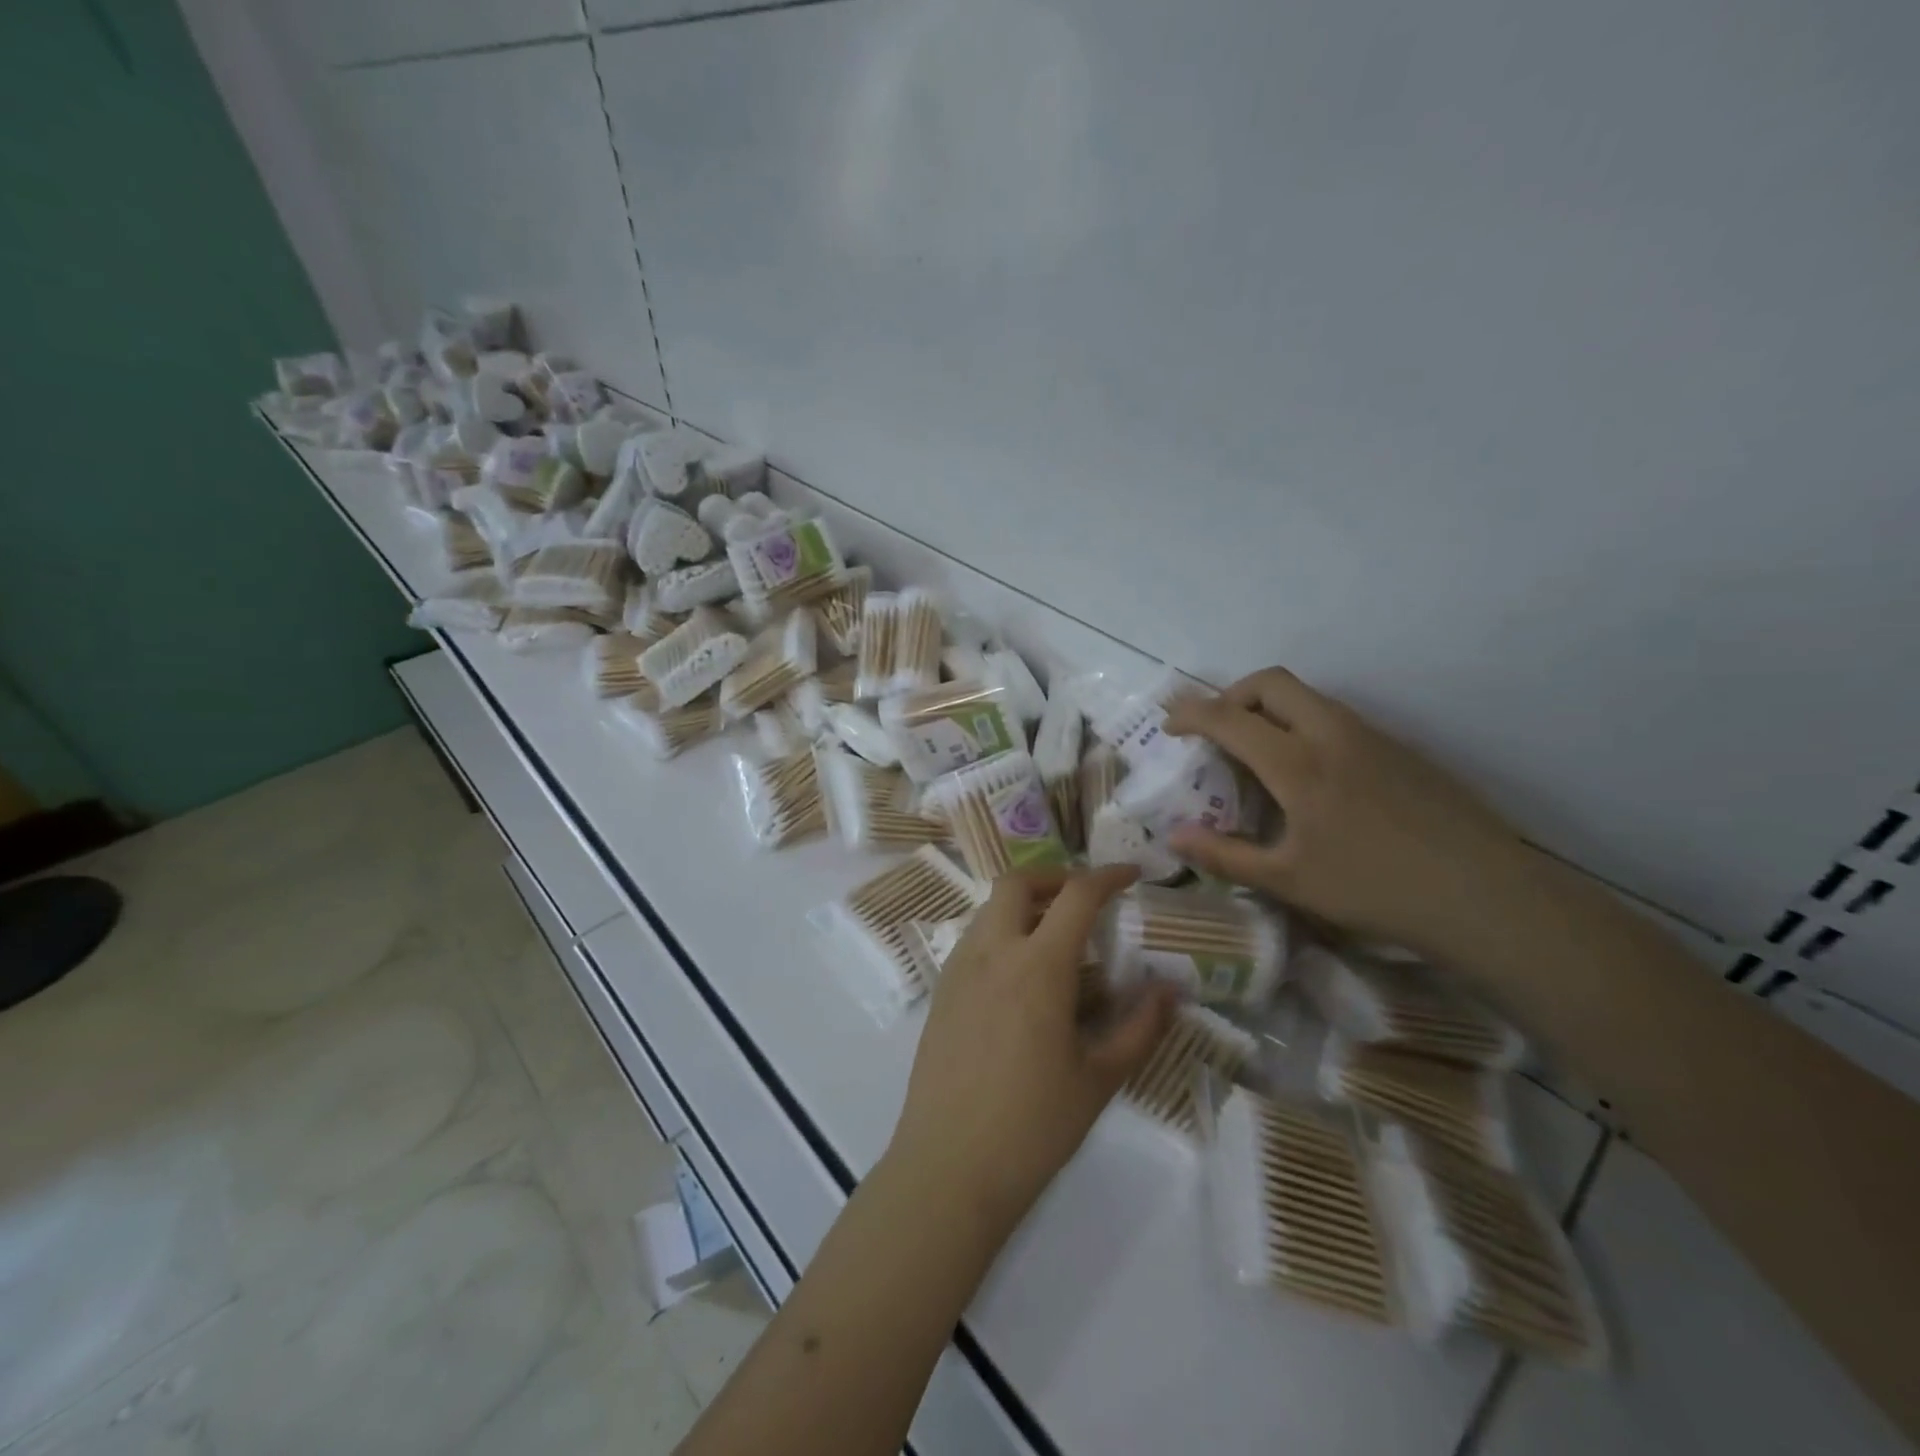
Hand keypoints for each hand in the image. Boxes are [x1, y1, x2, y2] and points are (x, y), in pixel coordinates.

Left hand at [886, 866, 1177, 1238]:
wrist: (949, 1166)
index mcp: (1038, 966)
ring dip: (1025, 905)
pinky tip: (1022, 978)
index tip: (1132, 875)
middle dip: (1055, 879)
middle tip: (1085, 902)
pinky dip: (1002, 933)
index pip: (1076, 895)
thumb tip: (1170, 990)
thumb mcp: (1100, 1079)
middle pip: (1018, 883)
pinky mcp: (940, 990)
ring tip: (1057, 942)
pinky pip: (974, 939)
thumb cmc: (1034, 1126)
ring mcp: (959, 968)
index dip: (1108, 876)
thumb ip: (1140, 1027)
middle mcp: (993, 952)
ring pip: (990, 908)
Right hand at [1163, 667, 1535, 959]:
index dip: (1190, 714)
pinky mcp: (1400, 748)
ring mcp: (1372, 736)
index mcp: (1298, 763)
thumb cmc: (1374, 888)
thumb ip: (1224, 855)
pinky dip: (1304, 726)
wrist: (1483, 894)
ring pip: (1308, 697)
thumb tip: (1172, 838)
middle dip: (1231, 695)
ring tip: (1259, 755)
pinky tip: (1312, 777)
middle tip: (1216, 730)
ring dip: (1270, 709)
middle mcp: (1332, 733)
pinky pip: (1337, 718)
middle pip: (1271, 682)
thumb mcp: (1288, 880)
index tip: (1169, 727)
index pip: (1228, 717)